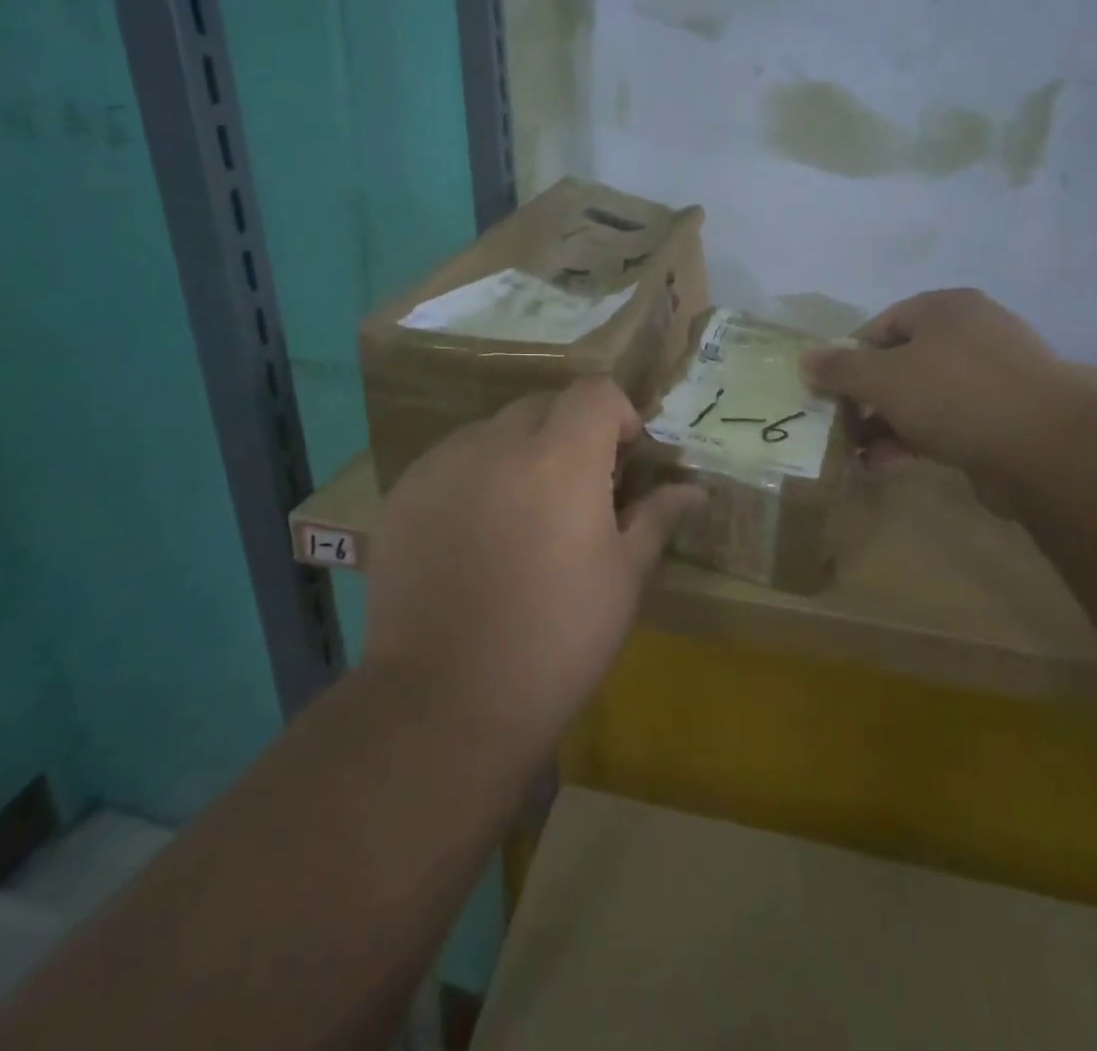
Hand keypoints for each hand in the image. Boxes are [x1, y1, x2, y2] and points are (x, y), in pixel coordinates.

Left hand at [363, 377, 701, 755]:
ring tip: (522, 514)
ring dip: (519, 452)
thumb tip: (694, 490)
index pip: (594, 392)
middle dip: (569, 432)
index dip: (617, 414)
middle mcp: (495, 445)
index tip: (623, 459)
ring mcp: (441, 466)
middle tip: (576, 490)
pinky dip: (474, 476)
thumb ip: (655, 518)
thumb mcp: (623, 580)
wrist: (445, 705)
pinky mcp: (402, 494)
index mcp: (559, 461)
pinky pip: (450, 460)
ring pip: (493, 430)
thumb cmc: (557, 642)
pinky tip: (475, 534)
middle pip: (543, 405)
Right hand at [800, 289, 1090, 504]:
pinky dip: (915, 439)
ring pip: (923, 396)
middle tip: (840, 424)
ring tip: (856, 452)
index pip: (881, 325)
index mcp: (946, 308)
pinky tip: (885, 465)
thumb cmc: (955, 395)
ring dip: (886, 423)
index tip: (827, 390)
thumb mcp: (884, 378)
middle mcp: (972, 333)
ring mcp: (994, 376)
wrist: (1048, 449)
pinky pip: (947, 421)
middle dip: (866, 397)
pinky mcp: (1006, 416)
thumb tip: (804, 359)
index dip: (848, 357)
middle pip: (901, 362)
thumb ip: (840, 369)